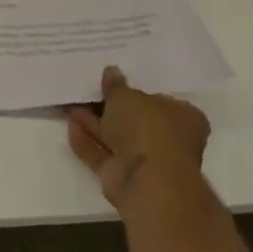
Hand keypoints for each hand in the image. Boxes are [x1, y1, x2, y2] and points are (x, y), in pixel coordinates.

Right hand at [66, 65, 210, 211]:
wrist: (147, 179)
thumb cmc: (147, 128)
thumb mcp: (127, 96)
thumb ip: (116, 85)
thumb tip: (111, 72)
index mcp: (183, 117)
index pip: (158, 100)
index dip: (133, 91)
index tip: (110, 82)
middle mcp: (168, 139)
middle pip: (133, 119)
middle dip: (107, 107)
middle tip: (84, 92)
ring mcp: (146, 159)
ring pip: (115, 137)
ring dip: (93, 122)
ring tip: (69, 105)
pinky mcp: (124, 175)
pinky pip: (102, 153)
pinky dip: (87, 141)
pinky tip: (69, 126)